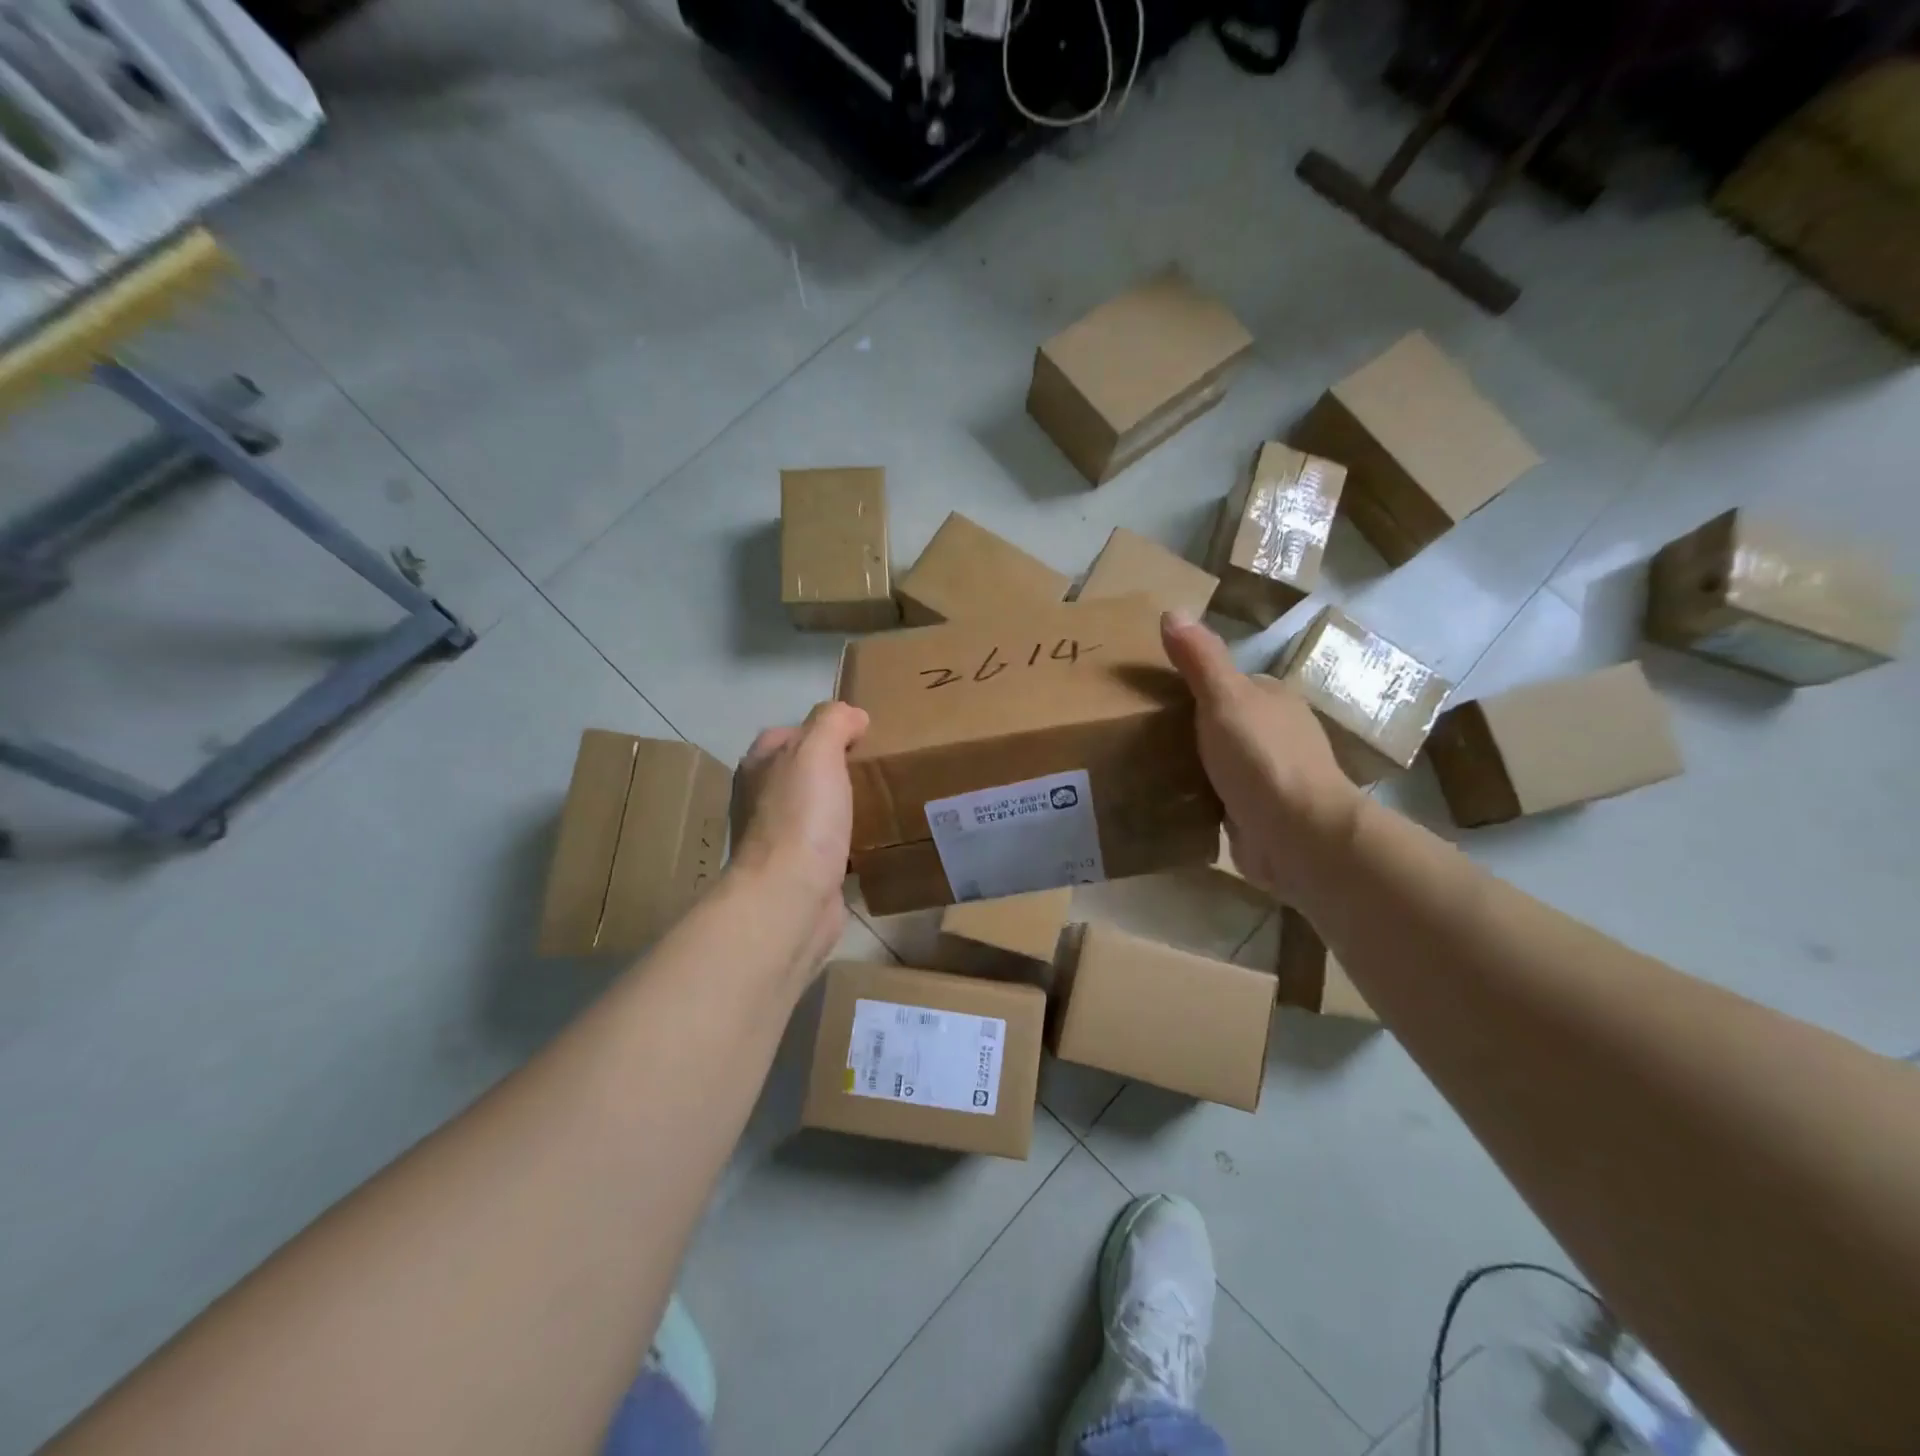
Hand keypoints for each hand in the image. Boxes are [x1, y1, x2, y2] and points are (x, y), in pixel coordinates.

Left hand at [730, 701, 868, 973]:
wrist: (790, 897)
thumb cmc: (801, 817)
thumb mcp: (816, 751)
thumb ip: (832, 722)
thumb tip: (853, 716)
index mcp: (759, 765)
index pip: (789, 733)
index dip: (823, 728)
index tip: (863, 735)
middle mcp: (761, 798)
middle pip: (803, 771)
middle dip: (836, 767)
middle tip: (877, 766)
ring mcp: (778, 837)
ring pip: (816, 808)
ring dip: (842, 804)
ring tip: (882, 799)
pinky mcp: (799, 869)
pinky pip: (827, 844)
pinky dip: (847, 839)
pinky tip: (872, 839)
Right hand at [1161, 611, 1362, 904]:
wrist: (1298, 835)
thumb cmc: (1262, 757)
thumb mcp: (1225, 698)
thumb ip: (1200, 658)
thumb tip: (1172, 610)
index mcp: (1272, 699)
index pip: (1227, 682)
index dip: (1191, 684)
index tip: (1148, 695)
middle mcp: (1275, 734)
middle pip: (1222, 721)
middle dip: (1187, 726)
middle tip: (1136, 732)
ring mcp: (1269, 777)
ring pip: (1220, 760)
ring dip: (1191, 763)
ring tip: (1141, 765)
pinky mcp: (1258, 814)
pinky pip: (1219, 797)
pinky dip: (1197, 796)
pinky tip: (1166, 800)